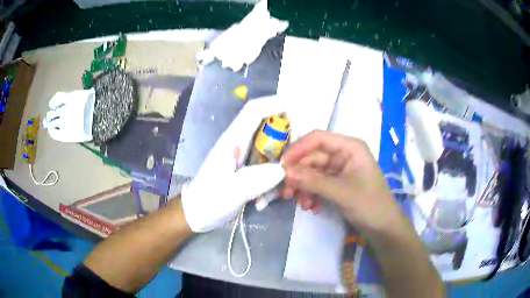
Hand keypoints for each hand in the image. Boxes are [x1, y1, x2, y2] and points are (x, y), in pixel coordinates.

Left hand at [181, 95, 287, 232]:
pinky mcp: (247, 169)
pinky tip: (266, 200)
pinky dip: (274, 179)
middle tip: (299, 158)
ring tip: (280, 190)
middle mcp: (240, 143)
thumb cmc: (208, 200)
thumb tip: (283, 169)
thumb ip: (257, 179)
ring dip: (282, 164)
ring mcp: (244, 156)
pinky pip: (268, 165)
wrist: (197, 214)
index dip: (275, 104)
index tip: (297, 113)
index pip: (254, 111)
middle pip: (268, 126)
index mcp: (233, 140)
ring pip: (272, 148)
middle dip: (287, 137)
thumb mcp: (232, 191)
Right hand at [281, 130, 405, 233]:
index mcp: (350, 147)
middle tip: (286, 193)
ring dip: (304, 188)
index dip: (298, 150)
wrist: (384, 228)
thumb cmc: (370, 205)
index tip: (281, 167)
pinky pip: (318, 184)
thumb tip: (285, 172)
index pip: (318, 139)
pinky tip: (312, 207)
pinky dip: (312, 194)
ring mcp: (340, 170)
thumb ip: (313, 181)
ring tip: (302, 204)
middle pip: (313, 158)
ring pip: (313, 173)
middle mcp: (344, 154)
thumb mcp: (341, 192)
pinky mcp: (338, 184)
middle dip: (299, 176)